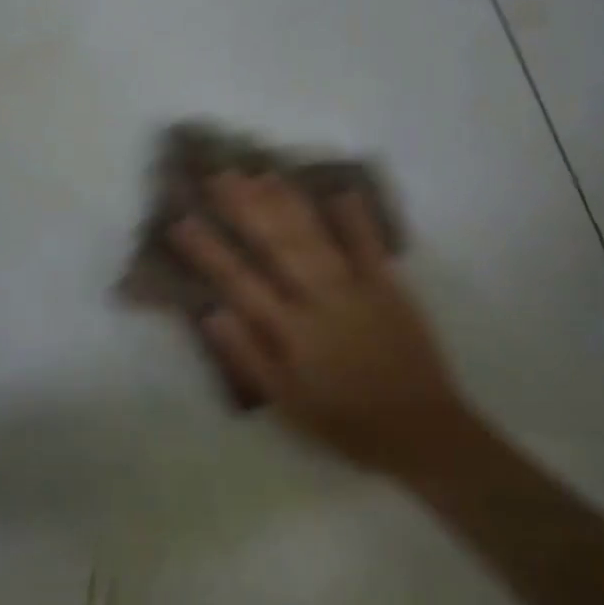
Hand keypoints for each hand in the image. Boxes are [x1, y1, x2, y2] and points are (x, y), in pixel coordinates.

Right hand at [170, 172, 468, 468]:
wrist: (421, 430)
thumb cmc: (343, 420)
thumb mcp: (285, 403)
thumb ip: (247, 356)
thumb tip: (213, 312)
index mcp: (288, 331)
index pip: (238, 281)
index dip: (208, 250)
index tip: (182, 221)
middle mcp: (317, 301)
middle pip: (276, 245)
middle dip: (246, 207)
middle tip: (222, 174)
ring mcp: (355, 289)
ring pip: (315, 237)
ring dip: (288, 203)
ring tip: (263, 174)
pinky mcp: (389, 287)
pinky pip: (369, 246)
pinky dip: (355, 218)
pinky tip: (340, 190)